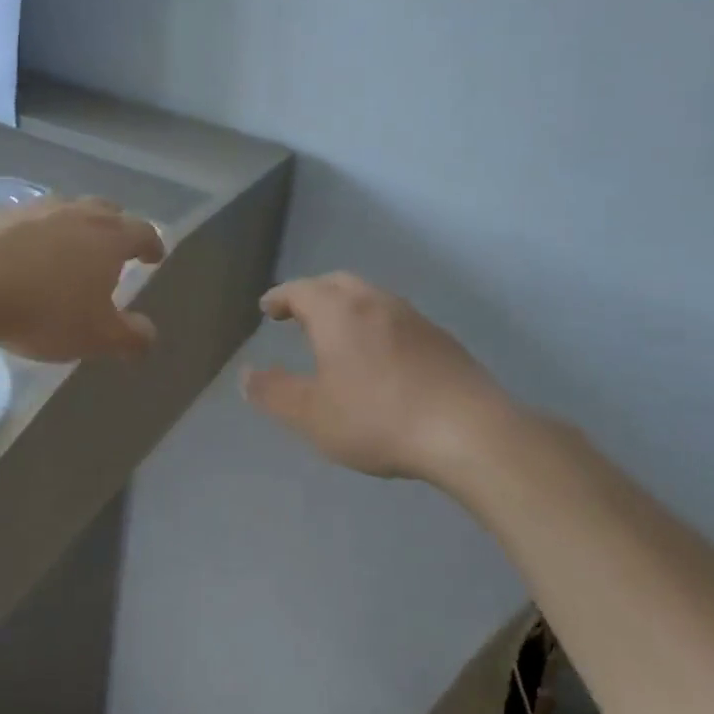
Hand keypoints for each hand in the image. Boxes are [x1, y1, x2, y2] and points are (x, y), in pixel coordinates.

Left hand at [0, 197, 165, 362]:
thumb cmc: (43, 309)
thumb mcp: (95, 336)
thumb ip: (129, 337)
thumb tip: (150, 336)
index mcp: (109, 238)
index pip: (143, 233)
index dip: (152, 245)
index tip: (155, 256)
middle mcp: (78, 213)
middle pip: (107, 211)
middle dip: (116, 228)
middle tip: (115, 248)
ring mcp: (36, 208)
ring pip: (67, 210)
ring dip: (75, 226)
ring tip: (70, 249)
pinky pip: (30, 219)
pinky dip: (37, 233)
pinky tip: (25, 253)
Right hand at [241, 272, 511, 480]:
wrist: (466, 430)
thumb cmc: (377, 418)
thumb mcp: (311, 414)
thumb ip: (273, 392)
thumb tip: (246, 375)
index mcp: (338, 312)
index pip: (300, 290)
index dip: (280, 297)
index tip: (267, 308)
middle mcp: (375, 302)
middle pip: (337, 283)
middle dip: (312, 295)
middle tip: (297, 315)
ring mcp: (413, 317)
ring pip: (370, 298)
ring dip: (346, 308)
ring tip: (335, 335)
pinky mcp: (440, 338)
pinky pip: (395, 319)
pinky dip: (374, 325)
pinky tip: (378, 356)